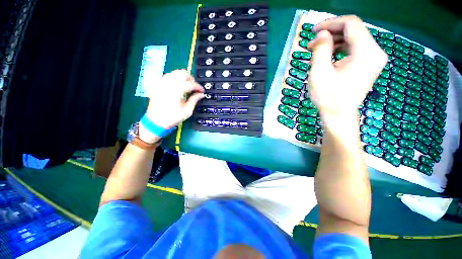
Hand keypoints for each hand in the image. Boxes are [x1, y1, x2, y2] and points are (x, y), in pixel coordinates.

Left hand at [139, 70, 203, 142]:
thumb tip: (201, 95)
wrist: (156, 121)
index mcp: (177, 91)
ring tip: (187, 86)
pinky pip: (168, 76)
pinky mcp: (157, 84)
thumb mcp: (187, 111)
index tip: (201, 91)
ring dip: (183, 78)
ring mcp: (161, 83)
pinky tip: (177, 86)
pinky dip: (175, 79)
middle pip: (183, 73)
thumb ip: (195, 100)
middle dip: (191, 79)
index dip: (198, 87)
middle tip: (194, 87)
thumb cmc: (172, 117)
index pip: (191, 84)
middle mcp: (168, 84)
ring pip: (175, 73)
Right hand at [308, 16, 386, 126]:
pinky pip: (356, 48)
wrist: (339, 115)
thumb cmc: (327, 97)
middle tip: (313, 42)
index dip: (331, 23)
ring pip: (355, 38)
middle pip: (354, 29)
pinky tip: (329, 55)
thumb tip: (322, 34)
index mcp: (366, 52)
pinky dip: (341, 48)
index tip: (313, 31)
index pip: (351, 24)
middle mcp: (375, 52)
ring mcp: (374, 58)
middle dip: (332, 32)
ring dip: (335, 40)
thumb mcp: (319, 73)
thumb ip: (320, 49)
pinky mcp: (370, 64)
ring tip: (318, 49)